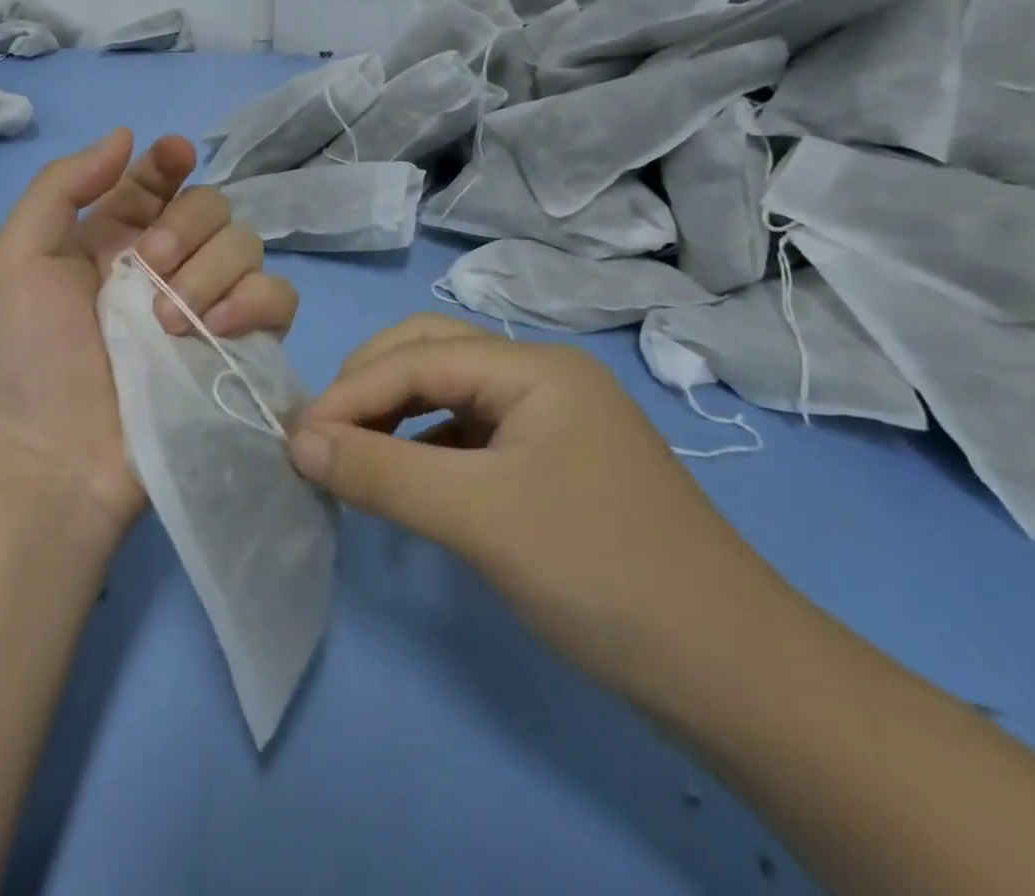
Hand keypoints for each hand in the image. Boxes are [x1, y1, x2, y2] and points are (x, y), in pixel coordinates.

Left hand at [0, 129, 298, 536]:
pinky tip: (213, 329)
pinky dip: (254, 302)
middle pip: (212, 206)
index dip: (169, 162)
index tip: (174, 157)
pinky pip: (278, 297)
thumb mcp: (17, 257)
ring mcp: (205, 306)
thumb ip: (63, 186)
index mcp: (114, 237)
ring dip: (212, 269)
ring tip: (169, 319)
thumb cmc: (27, 357)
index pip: (157, 180)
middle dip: (186, 226)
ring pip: (248, 245)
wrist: (54, 458)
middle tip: (149, 267)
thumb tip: (126, 136)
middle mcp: (166, 264)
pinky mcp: (238, 347)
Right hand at [288, 314, 769, 687]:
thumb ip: (380, 472)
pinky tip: (407, 480)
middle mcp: (541, 377)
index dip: (349, 393)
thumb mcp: (479, 517)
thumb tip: (297, 441)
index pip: (416, 358)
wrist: (738, 679)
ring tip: (353, 456)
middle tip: (324, 437)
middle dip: (369, 388)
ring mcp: (549, 420)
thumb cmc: (602, 573)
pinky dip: (424, 447)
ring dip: (393, 416)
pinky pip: (468, 434)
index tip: (296, 439)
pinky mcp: (550, 463)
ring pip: (447, 394)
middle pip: (430, 355)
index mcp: (533, 366)